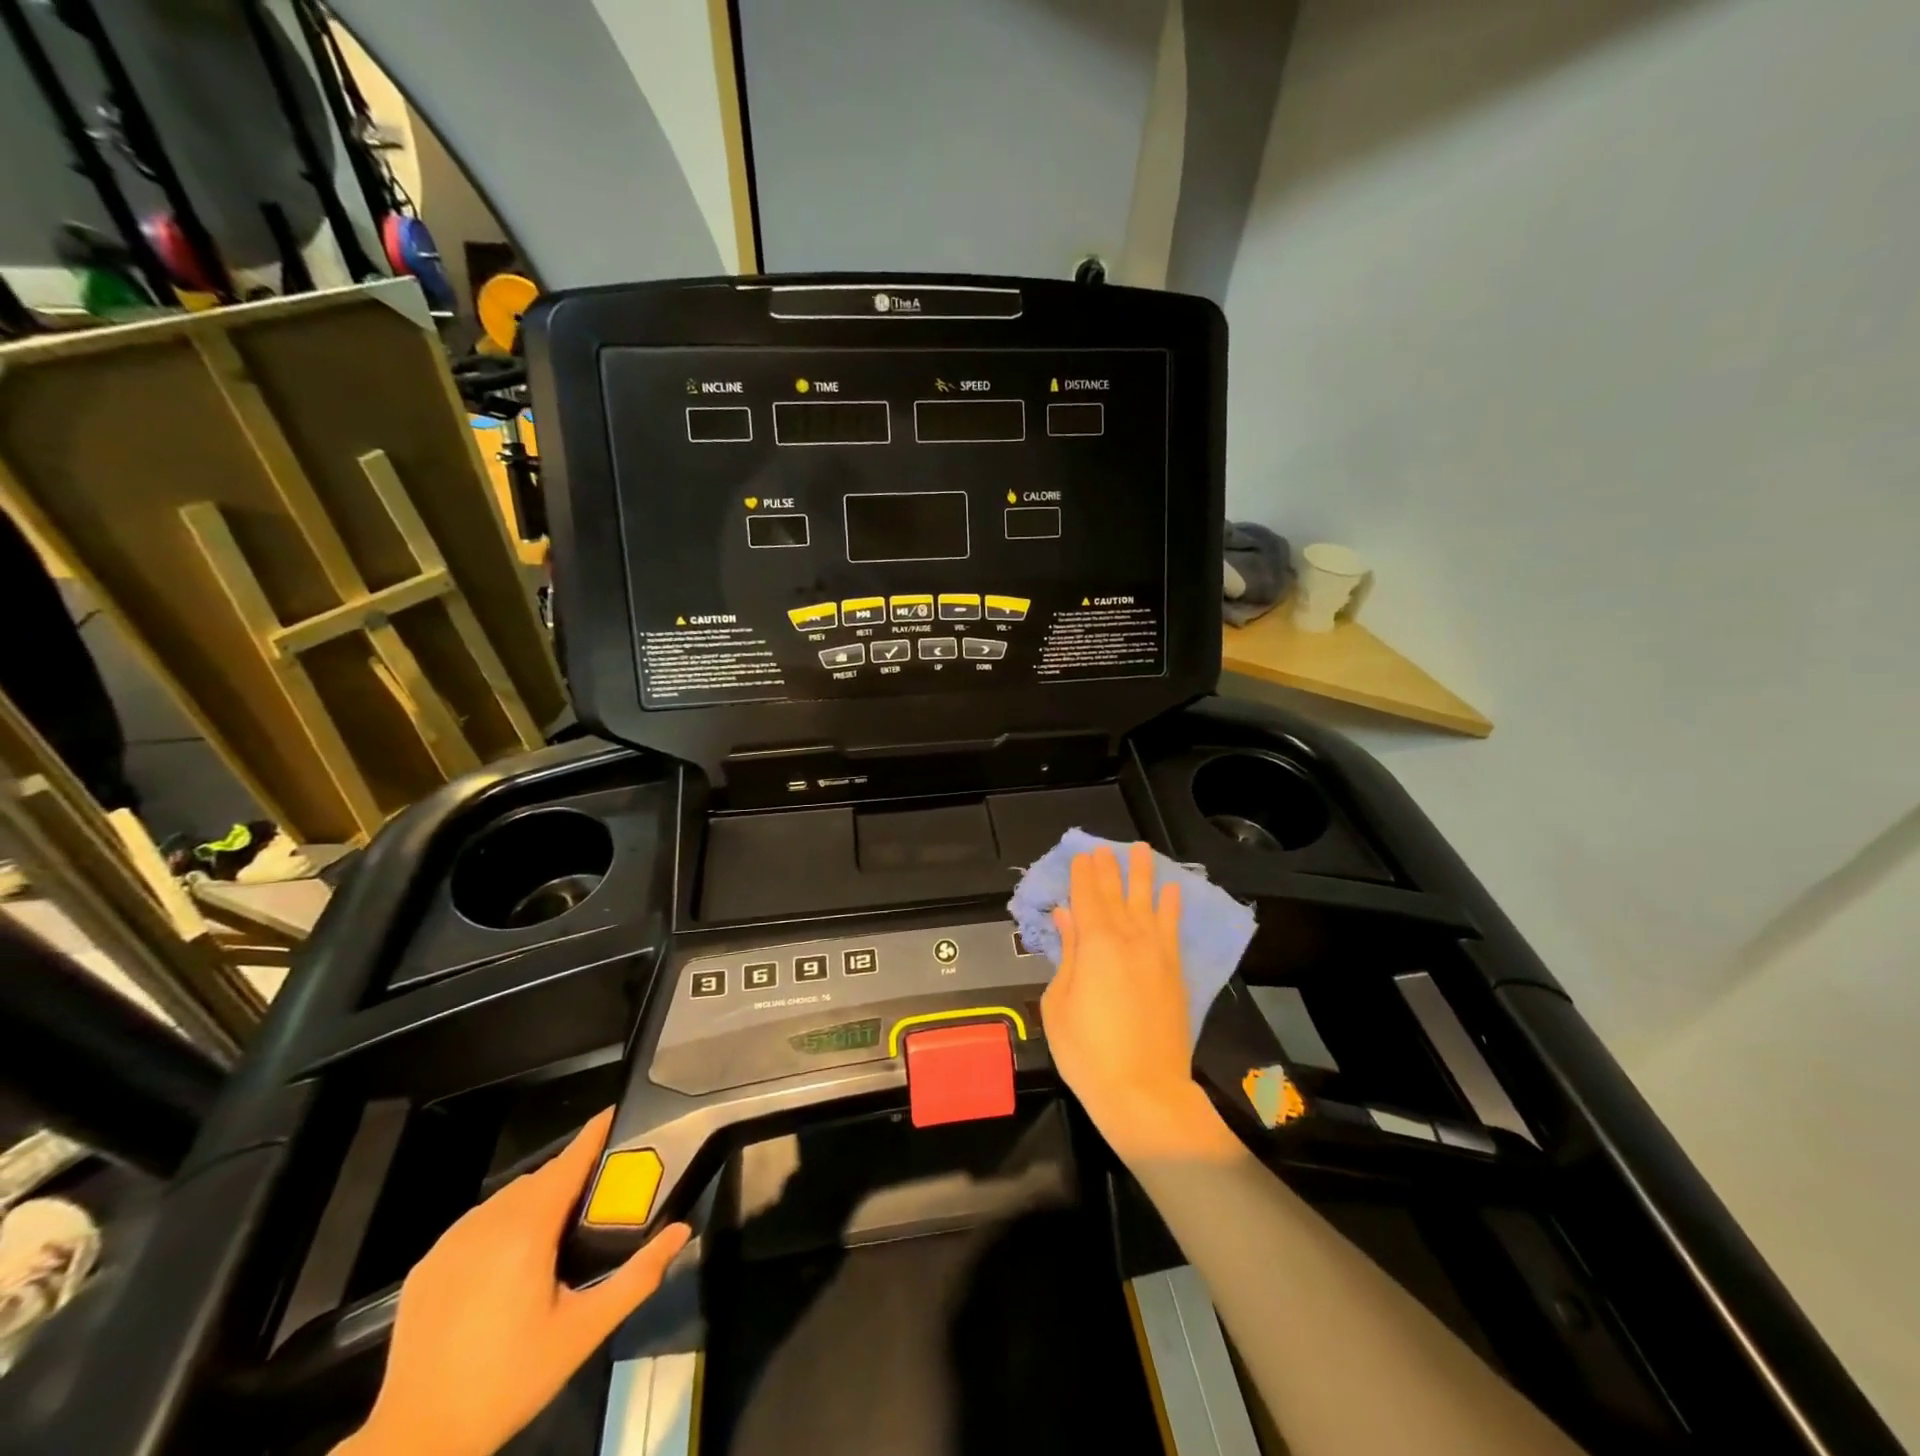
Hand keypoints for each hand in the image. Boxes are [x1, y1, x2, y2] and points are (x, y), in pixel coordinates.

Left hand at [336, 1109, 690, 1455]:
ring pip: (506, 1198)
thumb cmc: (510, 1379)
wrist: (418, 1441)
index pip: (569, 1161)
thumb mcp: (584, 1331)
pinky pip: (475, 1223)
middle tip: (599, 1190)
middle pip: (540, 1178)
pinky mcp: (426, 1266)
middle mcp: (487, 1223)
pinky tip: (510, 1258)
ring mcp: (450, 1242)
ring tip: (559, 1227)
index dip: (594, 1134)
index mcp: (527, 1230)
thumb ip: (637, 1276)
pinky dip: (501, 1222)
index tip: (616, 1113)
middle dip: (571, 1173)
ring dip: (536, 1198)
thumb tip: (681, 1231)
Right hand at [1040, 843, 1239, 1164]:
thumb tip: (1065, 916)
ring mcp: (1157, 955)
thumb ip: (1067, 954)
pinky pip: (1173, 930)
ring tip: (1142, 850)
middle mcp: (1129, 939)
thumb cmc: (1087, 1051)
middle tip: (1104, 847)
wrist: (1144, 1092)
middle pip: (1116, 895)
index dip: (1083, 875)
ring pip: (1148, 903)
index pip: (1087, 899)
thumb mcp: (1059, 1002)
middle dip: (1109, 869)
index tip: (1082, 855)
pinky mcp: (1175, 973)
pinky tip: (1171, 891)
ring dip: (1143, 875)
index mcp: (1095, 944)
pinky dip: (1172, 907)